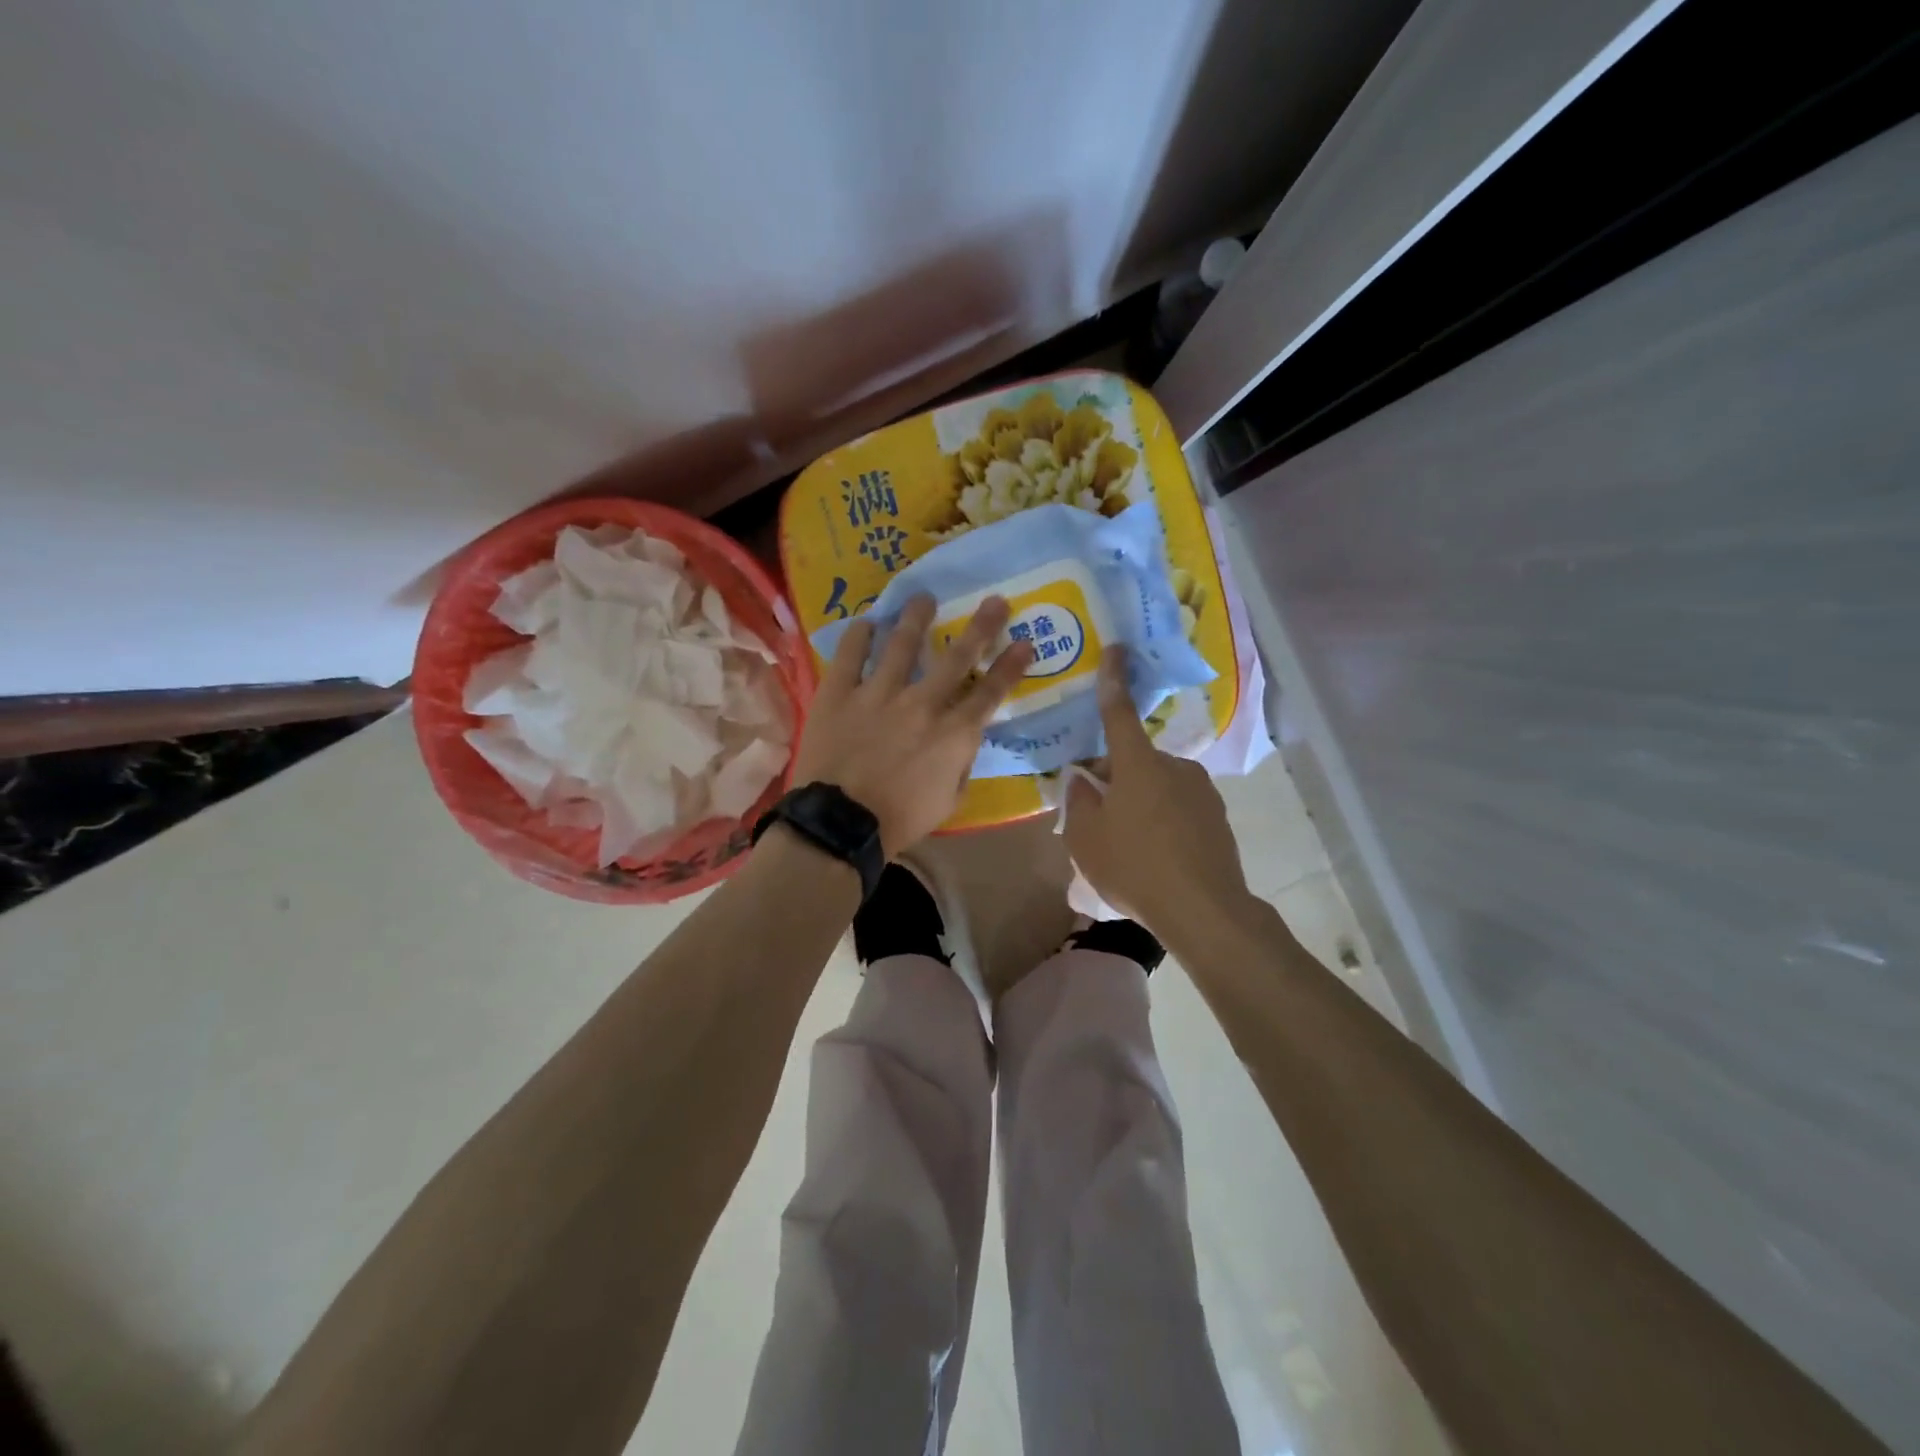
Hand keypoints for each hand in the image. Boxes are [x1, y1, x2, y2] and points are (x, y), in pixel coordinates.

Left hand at [790, 594, 1032, 855]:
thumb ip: (961, 765)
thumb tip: (962, 741)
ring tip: (923, 597)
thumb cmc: (900, 820)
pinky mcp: (840, 693)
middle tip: (994, 600)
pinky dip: (859, 635)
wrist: (840, 824)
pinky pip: (850, 655)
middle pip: (956, 656)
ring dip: (916, 617)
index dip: (1011, 666)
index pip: (990, 692)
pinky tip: (866, 622)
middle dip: (981, 626)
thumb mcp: (949, 801)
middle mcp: (922, 703)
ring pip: (901, 643)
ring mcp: (878, 693)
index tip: (1025, 643)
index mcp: (952, 733)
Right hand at [1065, 645, 1250, 934]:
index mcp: (1138, 764)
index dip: (1113, 680)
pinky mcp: (1216, 816)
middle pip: (1134, 759)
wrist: (1205, 911)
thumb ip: (1078, 801)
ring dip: (1137, 798)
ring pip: (1156, 783)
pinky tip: (1153, 852)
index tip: (1116, 649)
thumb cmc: (1135, 867)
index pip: (1120, 712)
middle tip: (1094, 811)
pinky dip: (1160, 817)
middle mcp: (1174, 766)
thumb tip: (1084, 779)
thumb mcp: (1086, 838)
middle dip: (1113, 775)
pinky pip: (1177, 805)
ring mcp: (1201, 790)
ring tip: (1124, 840)